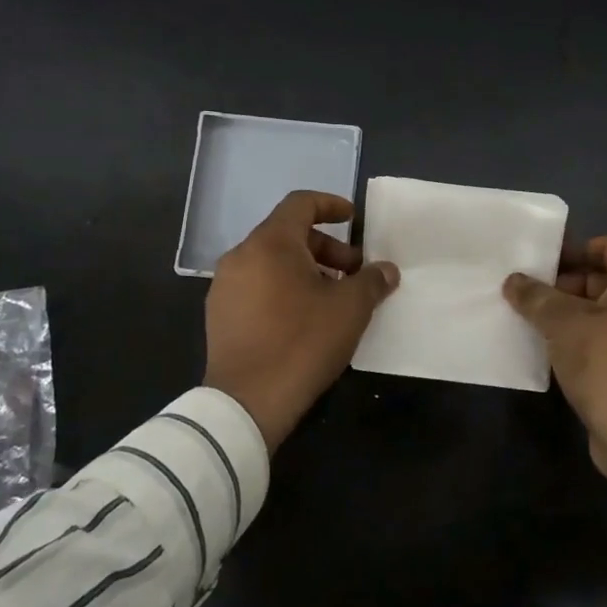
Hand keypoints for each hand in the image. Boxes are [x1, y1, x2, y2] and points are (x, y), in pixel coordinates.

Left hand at [203, 191, 398, 451]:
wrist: (247, 402)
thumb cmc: (302, 342)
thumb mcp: (350, 309)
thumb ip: (372, 281)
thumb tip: (386, 270)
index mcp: (270, 243)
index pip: (300, 204)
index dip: (331, 205)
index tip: (353, 219)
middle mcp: (241, 256)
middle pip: (288, 234)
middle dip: (326, 247)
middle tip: (353, 272)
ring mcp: (225, 286)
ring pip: (272, 262)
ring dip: (306, 270)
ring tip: (333, 298)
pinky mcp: (219, 315)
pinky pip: (257, 286)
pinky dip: (283, 288)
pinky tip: (304, 318)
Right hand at [503, 236, 606, 486]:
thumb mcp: (563, 325)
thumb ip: (536, 297)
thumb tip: (513, 280)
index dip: (576, 249)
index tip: (544, 262)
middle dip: (571, 283)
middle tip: (535, 294)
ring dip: (578, 313)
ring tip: (540, 321)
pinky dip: (593, 337)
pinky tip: (560, 350)